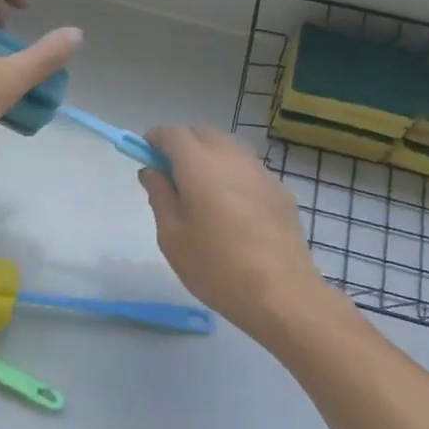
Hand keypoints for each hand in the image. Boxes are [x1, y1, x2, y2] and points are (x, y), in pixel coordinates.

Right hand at [139, 127, 325, 344]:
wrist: (282, 295)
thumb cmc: (217, 268)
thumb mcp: (172, 237)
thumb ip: (160, 196)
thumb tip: (152, 171)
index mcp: (200, 166)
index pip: (173, 134)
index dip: (155, 140)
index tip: (146, 156)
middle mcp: (232, 159)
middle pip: (203, 133)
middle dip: (183, 144)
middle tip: (171, 176)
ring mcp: (261, 173)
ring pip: (229, 147)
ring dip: (210, 155)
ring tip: (202, 191)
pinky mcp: (281, 191)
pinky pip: (249, 169)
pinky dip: (233, 173)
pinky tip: (233, 208)